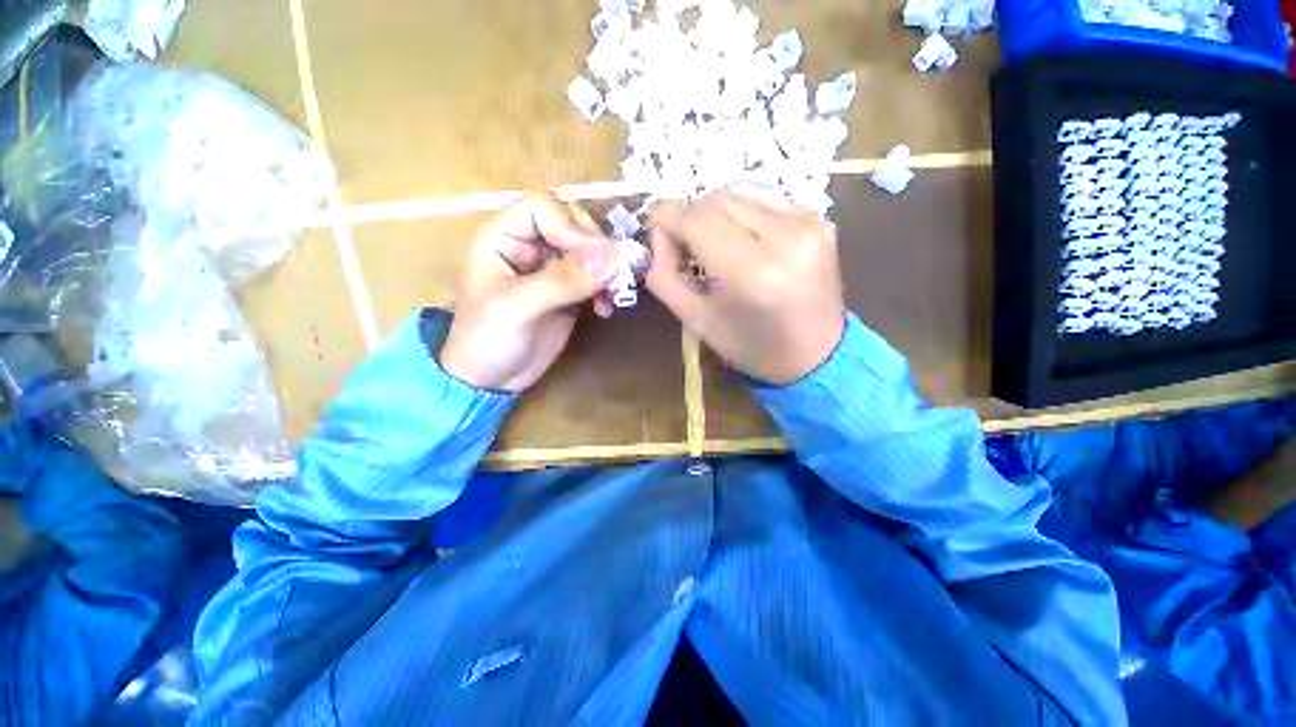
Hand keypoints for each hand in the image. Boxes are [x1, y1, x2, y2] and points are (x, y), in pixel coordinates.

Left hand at [439, 193, 619, 391]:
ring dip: (608, 271)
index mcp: (504, 236)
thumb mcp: (517, 308)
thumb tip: (612, 258)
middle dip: (597, 250)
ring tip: (613, 296)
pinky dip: (608, 288)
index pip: (546, 208)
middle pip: (575, 225)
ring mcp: (552, 268)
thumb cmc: (486, 340)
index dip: (572, 229)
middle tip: (612, 277)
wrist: (490, 380)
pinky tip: (606, 308)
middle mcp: (530, 245)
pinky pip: (597, 277)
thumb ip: (562, 281)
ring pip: (591, 251)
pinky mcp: (570, 290)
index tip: (594, 260)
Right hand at [645, 188, 846, 384]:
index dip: (668, 216)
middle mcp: (786, 238)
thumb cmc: (752, 347)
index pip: (698, 222)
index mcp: (754, 274)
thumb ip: (666, 276)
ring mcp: (809, 222)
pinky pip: (764, 197)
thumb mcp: (697, 321)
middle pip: (717, 200)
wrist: (818, 355)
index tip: (652, 218)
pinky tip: (739, 236)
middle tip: (681, 241)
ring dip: (714, 210)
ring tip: (709, 239)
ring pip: (739, 192)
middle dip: (690, 215)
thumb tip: (658, 232)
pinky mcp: (819, 218)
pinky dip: (741, 210)